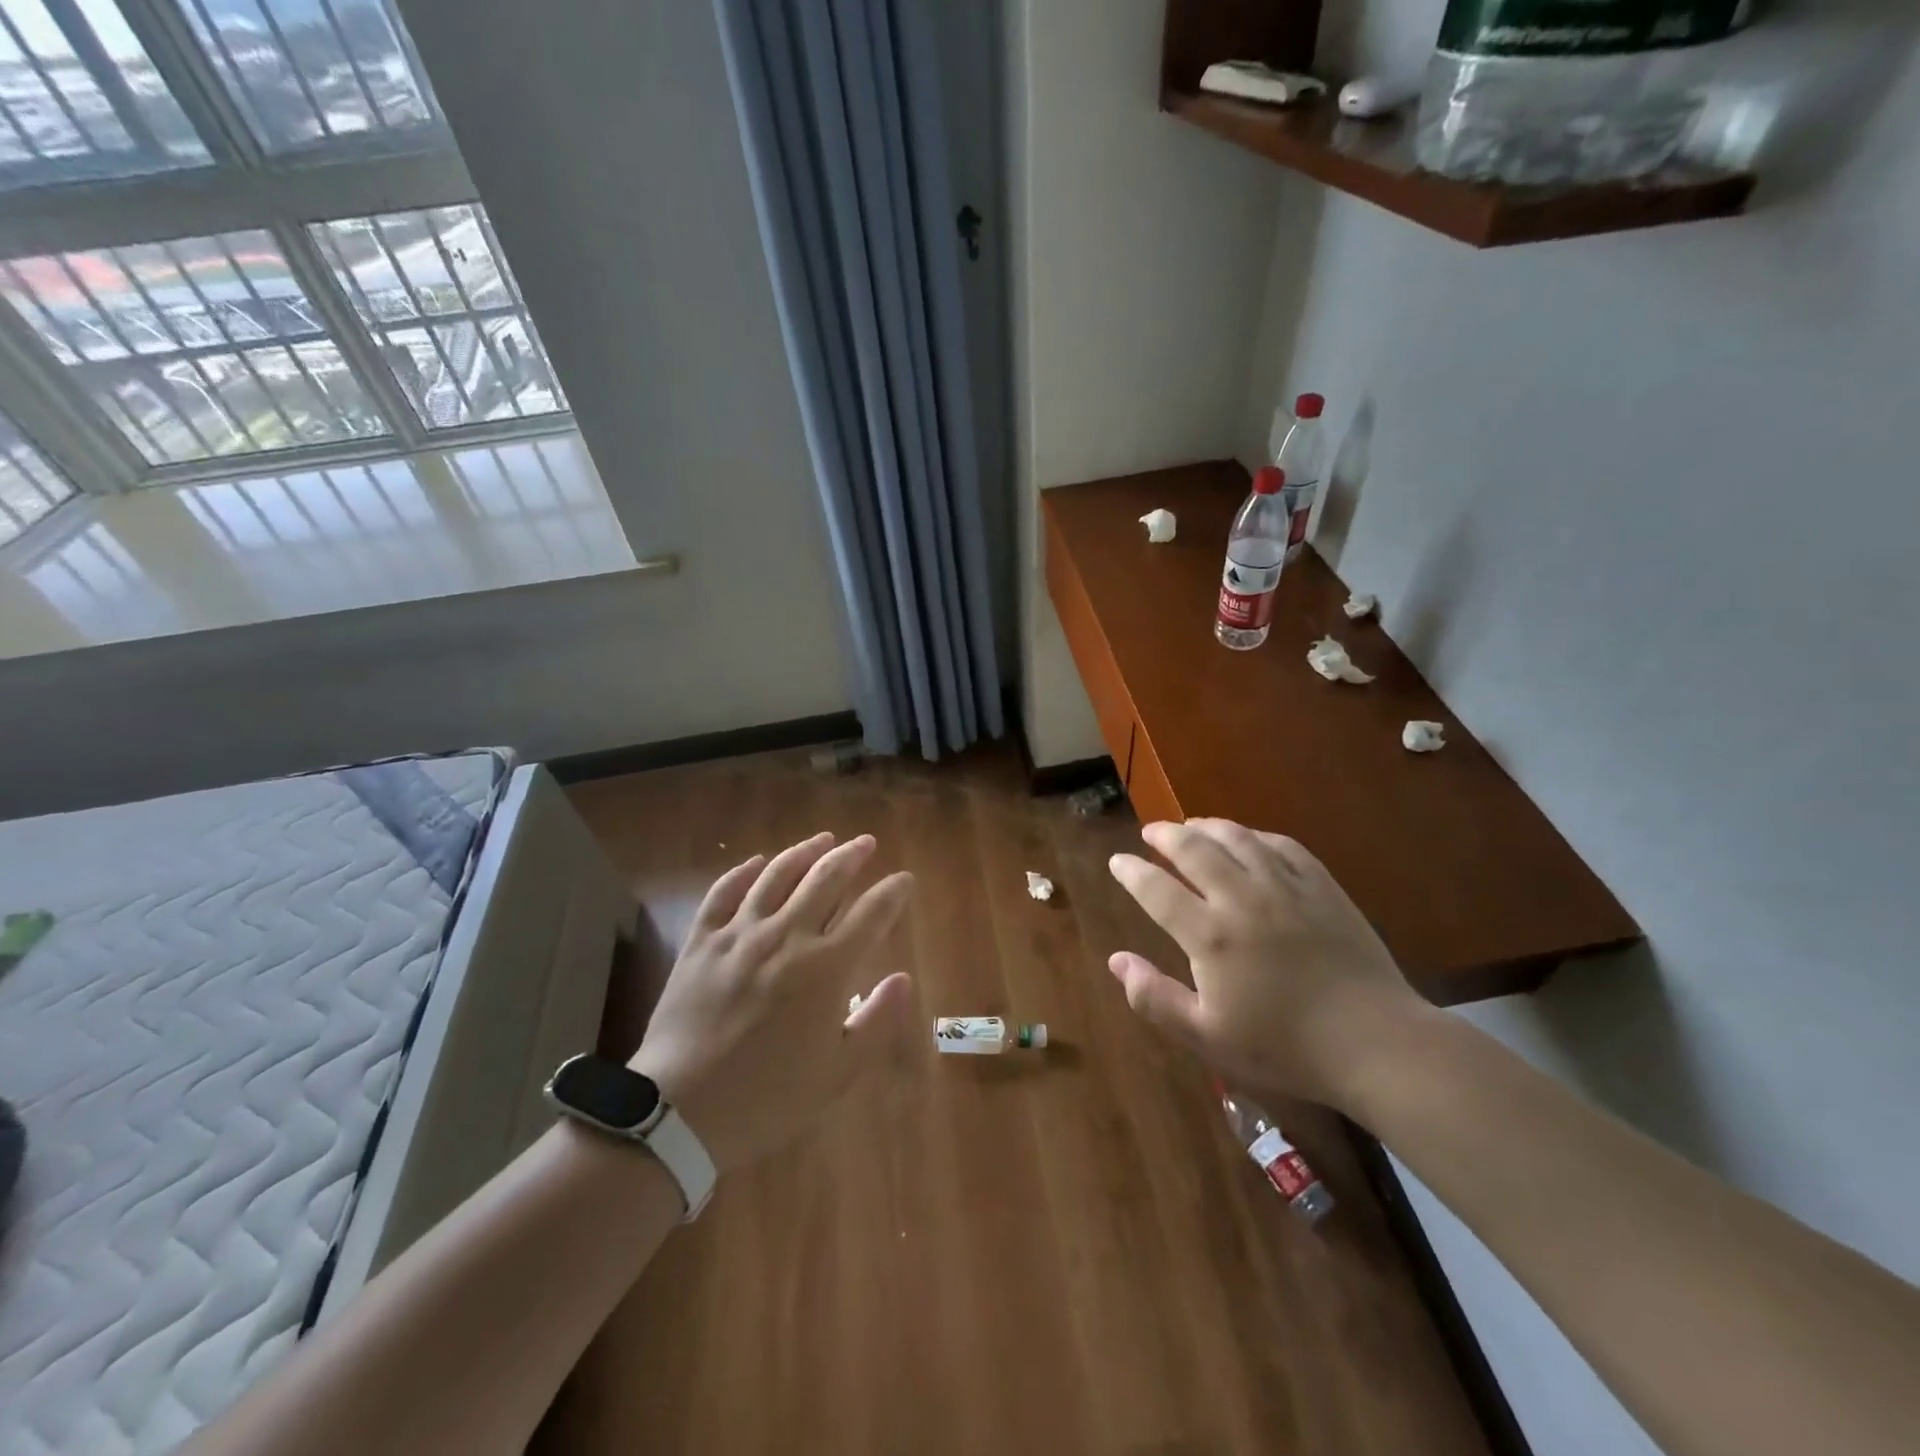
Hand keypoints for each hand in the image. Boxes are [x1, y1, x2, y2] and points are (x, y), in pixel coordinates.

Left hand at [630, 832, 920, 1175]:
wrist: (680, 1112)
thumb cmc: (769, 1097)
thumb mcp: (839, 1072)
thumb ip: (877, 1020)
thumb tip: (903, 978)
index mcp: (826, 967)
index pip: (872, 914)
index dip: (893, 892)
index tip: (904, 879)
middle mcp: (787, 936)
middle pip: (826, 879)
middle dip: (852, 855)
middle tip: (865, 842)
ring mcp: (739, 934)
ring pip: (777, 875)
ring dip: (804, 851)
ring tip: (822, 838)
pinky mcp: (701, 942)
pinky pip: (723, 892)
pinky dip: (742, 872)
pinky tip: (756, 862)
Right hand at [1107, 819, 1429, 1109]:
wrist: (1374, 1042)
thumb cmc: (1284, 1046)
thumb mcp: (1207, 1036)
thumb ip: (1155, 998)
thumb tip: (1116, 960)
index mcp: (1209, 935)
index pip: (1156, 889)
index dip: (1131, 872)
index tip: (1117, 861)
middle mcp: (1241, 898)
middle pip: (1194, 849)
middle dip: (1165, 835)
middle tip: (1151, 832)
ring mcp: (1285, 887)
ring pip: (1238, 838)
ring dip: (1208, 826)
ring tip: (1192, 824)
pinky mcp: (1322, 887)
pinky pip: (1283, 846)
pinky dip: (1257, 836)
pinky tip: (1250, 839)